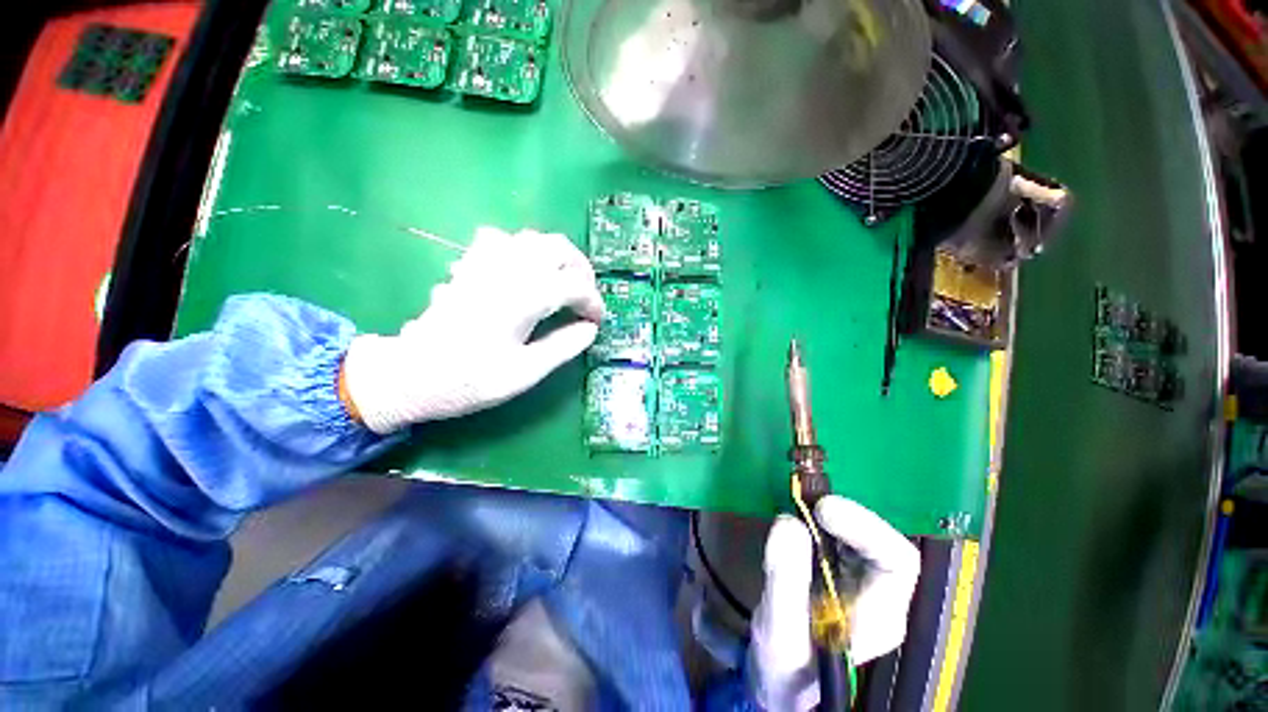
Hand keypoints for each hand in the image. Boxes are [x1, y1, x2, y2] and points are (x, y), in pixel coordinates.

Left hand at [342, 226, 603, 433]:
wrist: (409, 374)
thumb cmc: (468, 380)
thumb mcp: (524, 373)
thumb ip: (562, 347)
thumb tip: (590, 329)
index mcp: (523, 298)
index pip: (574, 286)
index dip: (593, 302)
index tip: (597, 321)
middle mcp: (507, 271)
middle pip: (557, 248)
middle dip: (581, 270)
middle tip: (585, 297)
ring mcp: (484, 263)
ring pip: (532, 238)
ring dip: (556, 257)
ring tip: (563, 282)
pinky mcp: (469, 266)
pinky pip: (502, 240)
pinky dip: (523, 250)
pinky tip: (524, 271)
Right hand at [749, 496, 920, 711]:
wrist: (780, 683)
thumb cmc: (785, 668)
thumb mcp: (780, 631)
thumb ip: (786, 580)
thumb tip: (789, 522)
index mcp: (879, 618)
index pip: (897, 561)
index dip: (865, 528)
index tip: (821, 509)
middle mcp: (879, 597)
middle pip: (880, 543)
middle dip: (844, 517)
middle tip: (803, 502)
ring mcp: (860, 584)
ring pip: (858, 536)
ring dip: (828, 516)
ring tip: (797, 508)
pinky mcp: (838, 574)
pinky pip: (836, 538)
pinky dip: (816, 522)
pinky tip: (796, 522)